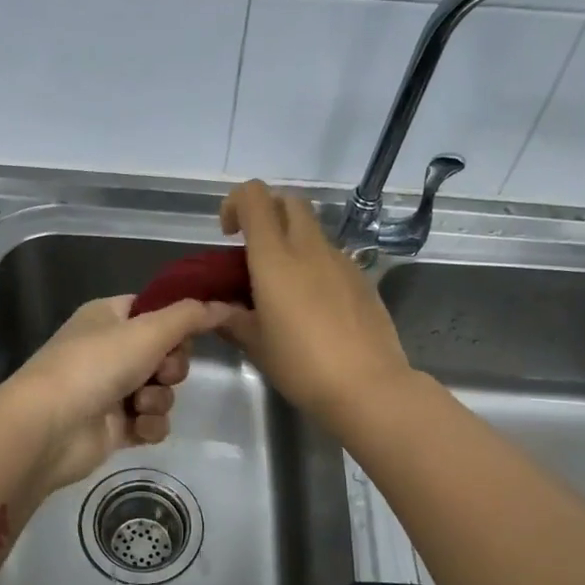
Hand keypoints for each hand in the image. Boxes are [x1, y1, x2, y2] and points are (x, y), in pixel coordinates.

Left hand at [2, 294, 233, 492]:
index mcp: (108, 317)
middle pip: (165, 353)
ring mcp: (109, 390)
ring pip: (161, 390)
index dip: (176, 324)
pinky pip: (151, 421)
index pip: (155, 311)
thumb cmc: (96, 365)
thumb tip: (227, 305)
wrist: (50, 427)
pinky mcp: (113, 427)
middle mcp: (108, 350)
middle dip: (171, 367)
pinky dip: (149, 425)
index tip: (188, 334)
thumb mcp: (148, 330)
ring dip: (159, 398)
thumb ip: (191, 316)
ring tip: (139, 404)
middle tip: (160, 372)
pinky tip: (137, 428)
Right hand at [219, 180, 415, 428]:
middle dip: (268, 213)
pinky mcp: (362, 278)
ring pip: (312, 230)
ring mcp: (341, 261)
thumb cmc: (301, 365)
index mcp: (275, 258)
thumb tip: (216, 309)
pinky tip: (312, 306)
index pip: (255, 197)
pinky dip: (315, 265)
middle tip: (254, 250)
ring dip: (292, 242)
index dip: (236, 203)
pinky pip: (331, 257)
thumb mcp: (256, 344)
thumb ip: (232, 319)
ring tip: (282, 287)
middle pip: (289, 201)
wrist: (368, 387)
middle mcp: (310, 248)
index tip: (229, 234)